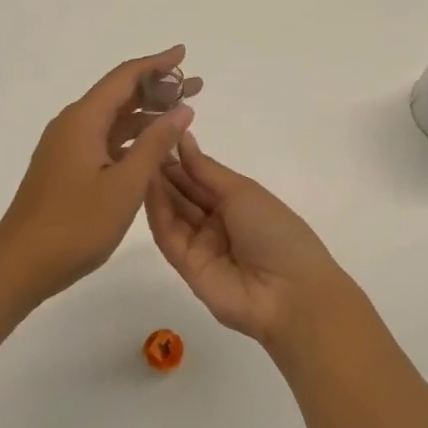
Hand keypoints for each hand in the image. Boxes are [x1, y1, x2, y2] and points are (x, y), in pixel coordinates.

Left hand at [0, 48, 200, 306]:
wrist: (20, 264)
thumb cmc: (75, 225)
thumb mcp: (125, 185)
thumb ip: (155, 144)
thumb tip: (181, 109)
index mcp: (83, 120)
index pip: (125, 78)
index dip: (157, 64)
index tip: (184, 54)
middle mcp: (72, 125)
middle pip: (119, 96)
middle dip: (157, 89)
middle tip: (196, 86)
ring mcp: (66, 148)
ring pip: (112, 121)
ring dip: (146, 116)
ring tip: (182, 116)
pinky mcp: (66, 169)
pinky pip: (104, 142)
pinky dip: (131, 140)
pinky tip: (152, 150)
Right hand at [144, 133, 360, 347]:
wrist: (289, 292)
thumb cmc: (275, 231)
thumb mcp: (243, 191)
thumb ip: (206, 170)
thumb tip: (183, 138)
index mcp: (236, 203)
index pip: (200, 178)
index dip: (181, 158)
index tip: (157, 134)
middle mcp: (216, 223)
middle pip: (183, 195)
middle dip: (164, 171)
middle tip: (140, 144)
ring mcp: (200, 246)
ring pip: (172, 213)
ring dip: (156, 188)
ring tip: (137, 159)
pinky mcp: (185, 267)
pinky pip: (169, 236)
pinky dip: (157, 212)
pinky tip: (145, 187)